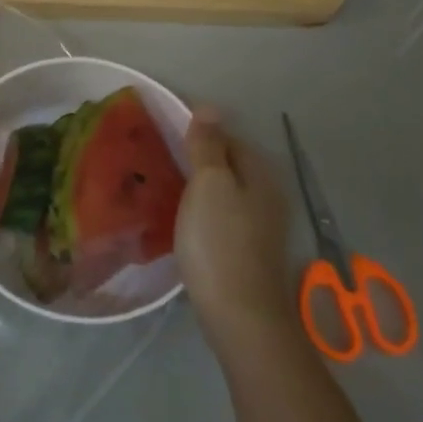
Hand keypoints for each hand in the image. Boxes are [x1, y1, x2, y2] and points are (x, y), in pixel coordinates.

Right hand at [176, 110, 296, 347]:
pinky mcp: (248, 250)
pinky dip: (202, 210)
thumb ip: (208, 146)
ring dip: (197, 186)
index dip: (197, 130)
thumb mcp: (209, 184)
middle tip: (155, 158)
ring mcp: (260, 225)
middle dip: (196, 158)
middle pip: (228, 164)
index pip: (227, 136)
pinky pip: (222, 215)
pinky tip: (181, 219)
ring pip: (225, 191)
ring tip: (161, 185)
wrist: (239, 314)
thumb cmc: (219, 242)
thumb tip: (210, 107)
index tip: (161, 131)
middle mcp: (267, 194)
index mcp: (260, 172)